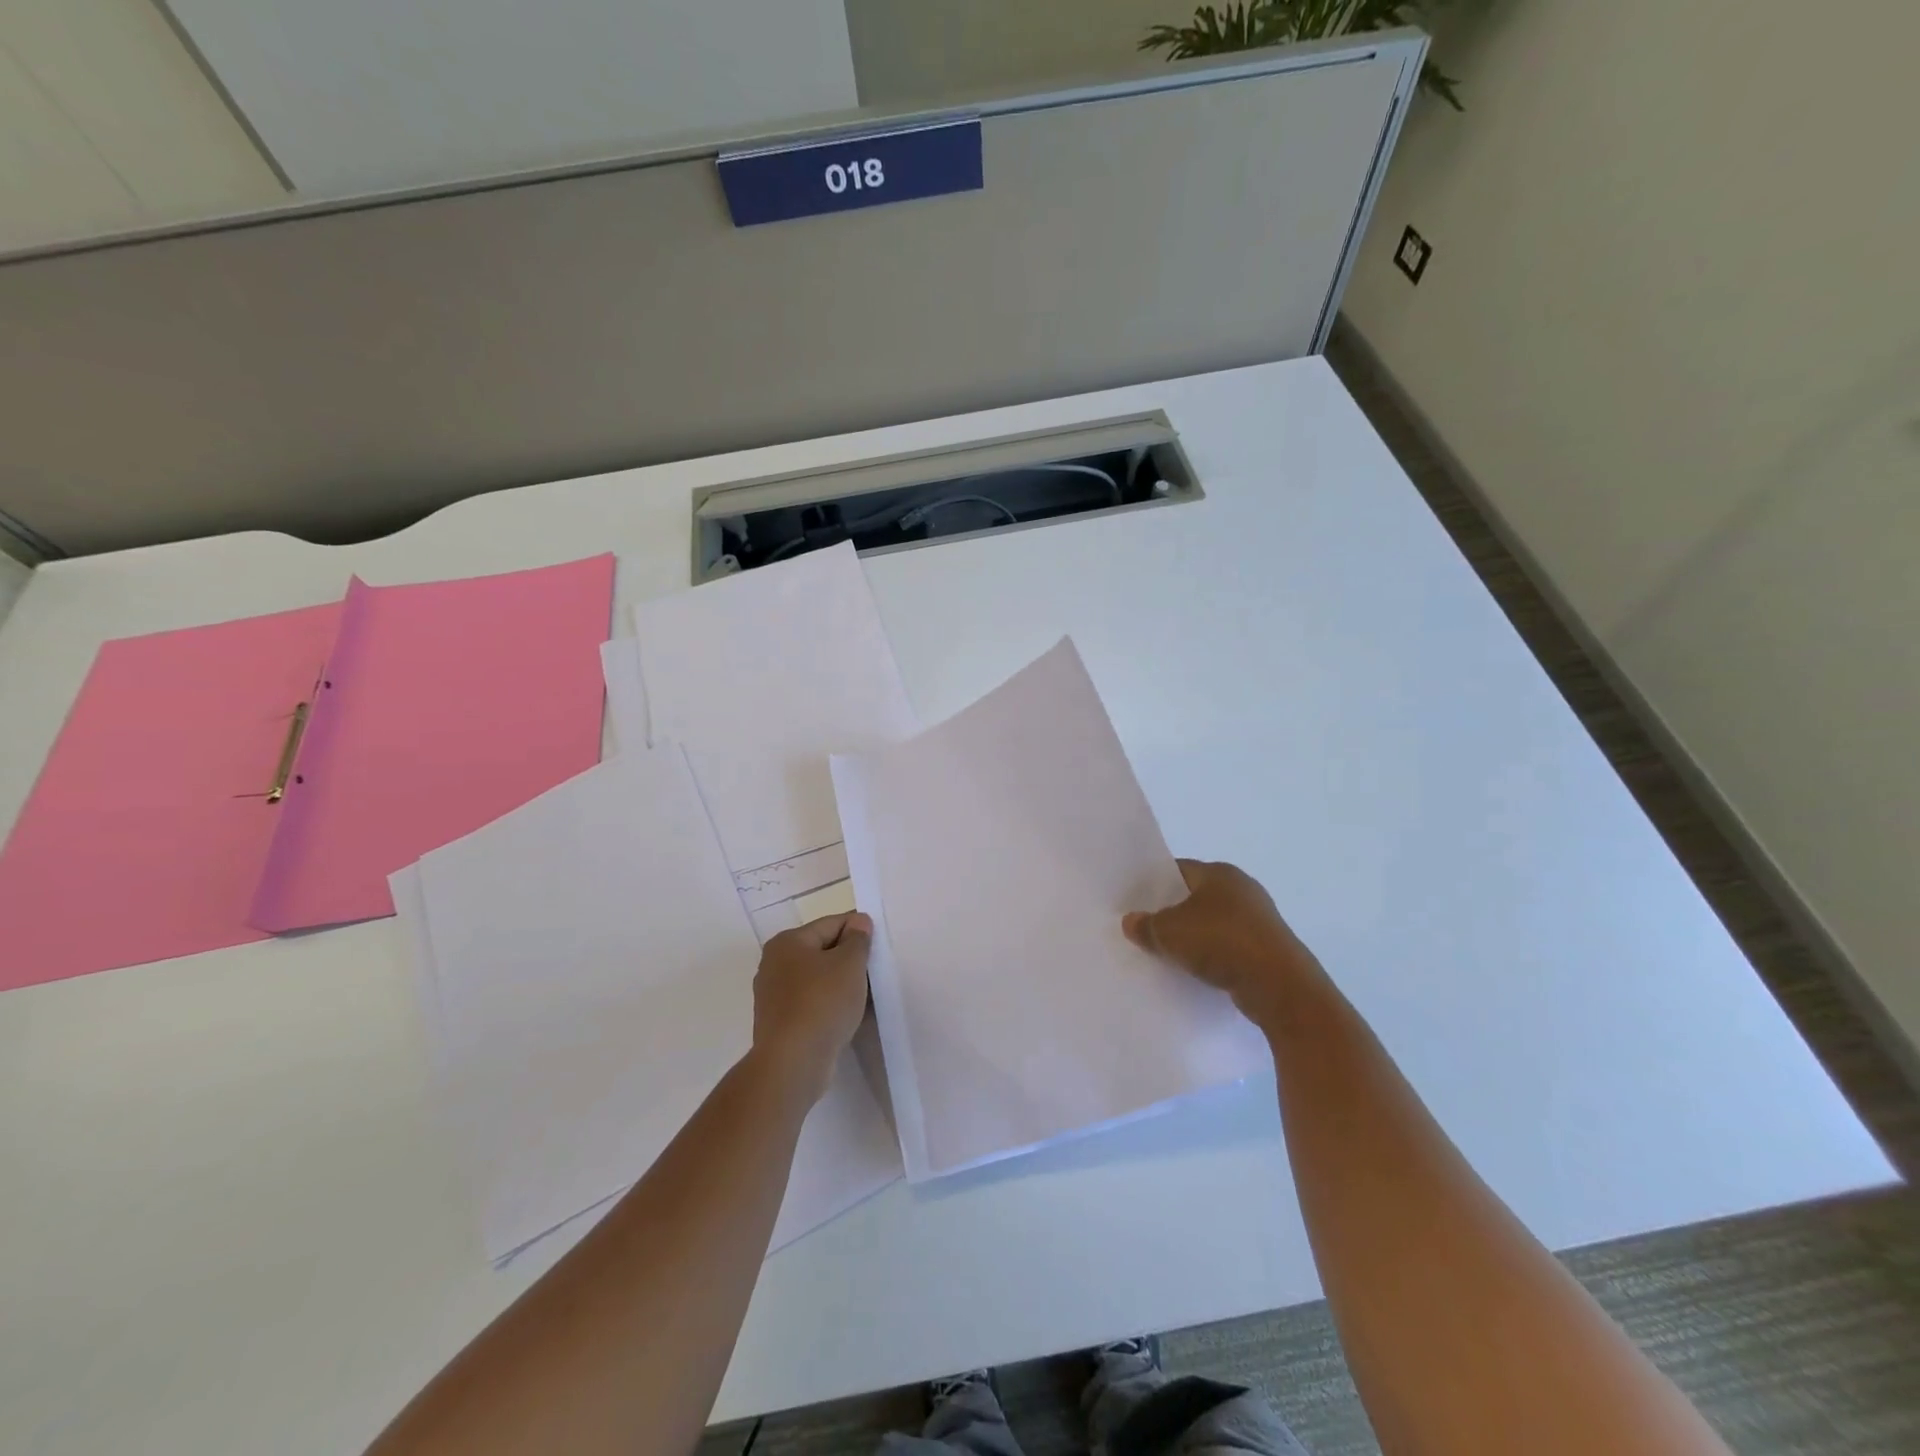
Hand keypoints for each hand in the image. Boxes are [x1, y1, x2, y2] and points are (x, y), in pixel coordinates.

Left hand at [750, 912, 873, 1101]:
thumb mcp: (849, 963)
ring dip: (842, 984)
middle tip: (876, 970)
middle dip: (850, 959)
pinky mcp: (780, 1024)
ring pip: (818, 980)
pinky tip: (849, 1016)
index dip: (858, 928)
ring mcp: (774, 996)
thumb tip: (859, 922)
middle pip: (822, 951)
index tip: (880, 942)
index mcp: (787, 942)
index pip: (831, 923)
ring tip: (867, 994)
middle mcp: (774, 964)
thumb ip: (858, 939)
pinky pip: (812, 1004)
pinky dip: (831, 1005)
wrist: (793, 1063)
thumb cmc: (822, 1003)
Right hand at [1123, 860, 1321, 1028]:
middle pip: (1195, 897)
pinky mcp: (1266, 948)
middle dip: (1172, 912)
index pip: (1178, 870)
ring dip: (1193, 937)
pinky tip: (1195, 970)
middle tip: (1145, 929)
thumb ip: (1146, 925)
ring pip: (1212, 923)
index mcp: (1220, 873)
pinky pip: (1229, 946)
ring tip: (1166, 953)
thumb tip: (1130, 921)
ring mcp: (1258, 919)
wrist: (1279, 986)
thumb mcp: (1170, 932)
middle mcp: (1242, 889)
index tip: (1134, 902)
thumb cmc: (1221, 943)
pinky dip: (1212, 955)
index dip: (1154, 884)